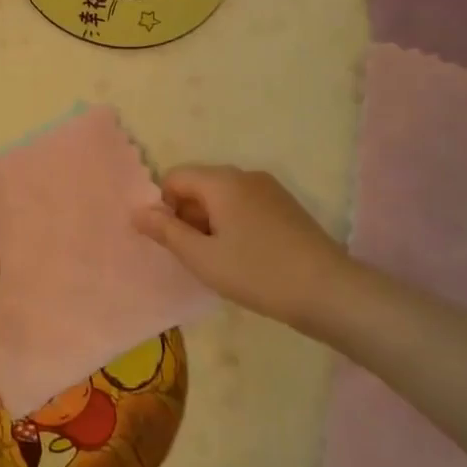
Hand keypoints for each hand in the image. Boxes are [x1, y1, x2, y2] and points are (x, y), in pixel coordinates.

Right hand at [133, 165, 351, 325]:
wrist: (329, 291)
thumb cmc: (257, 273)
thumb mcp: (202, 257)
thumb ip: (166, 232)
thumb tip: (137, 212)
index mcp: (221, 181)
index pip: (174, 178)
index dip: (164, 207)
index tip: (175, 243)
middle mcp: (245, 175)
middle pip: (199, 185)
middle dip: (188, 216)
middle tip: (196, 256)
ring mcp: (270, 189)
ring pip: (223, 197)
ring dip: (211, 223)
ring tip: (221, 261)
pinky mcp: (286, 206)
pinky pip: (245, 205)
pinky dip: (234, 224)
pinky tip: (246, 257)